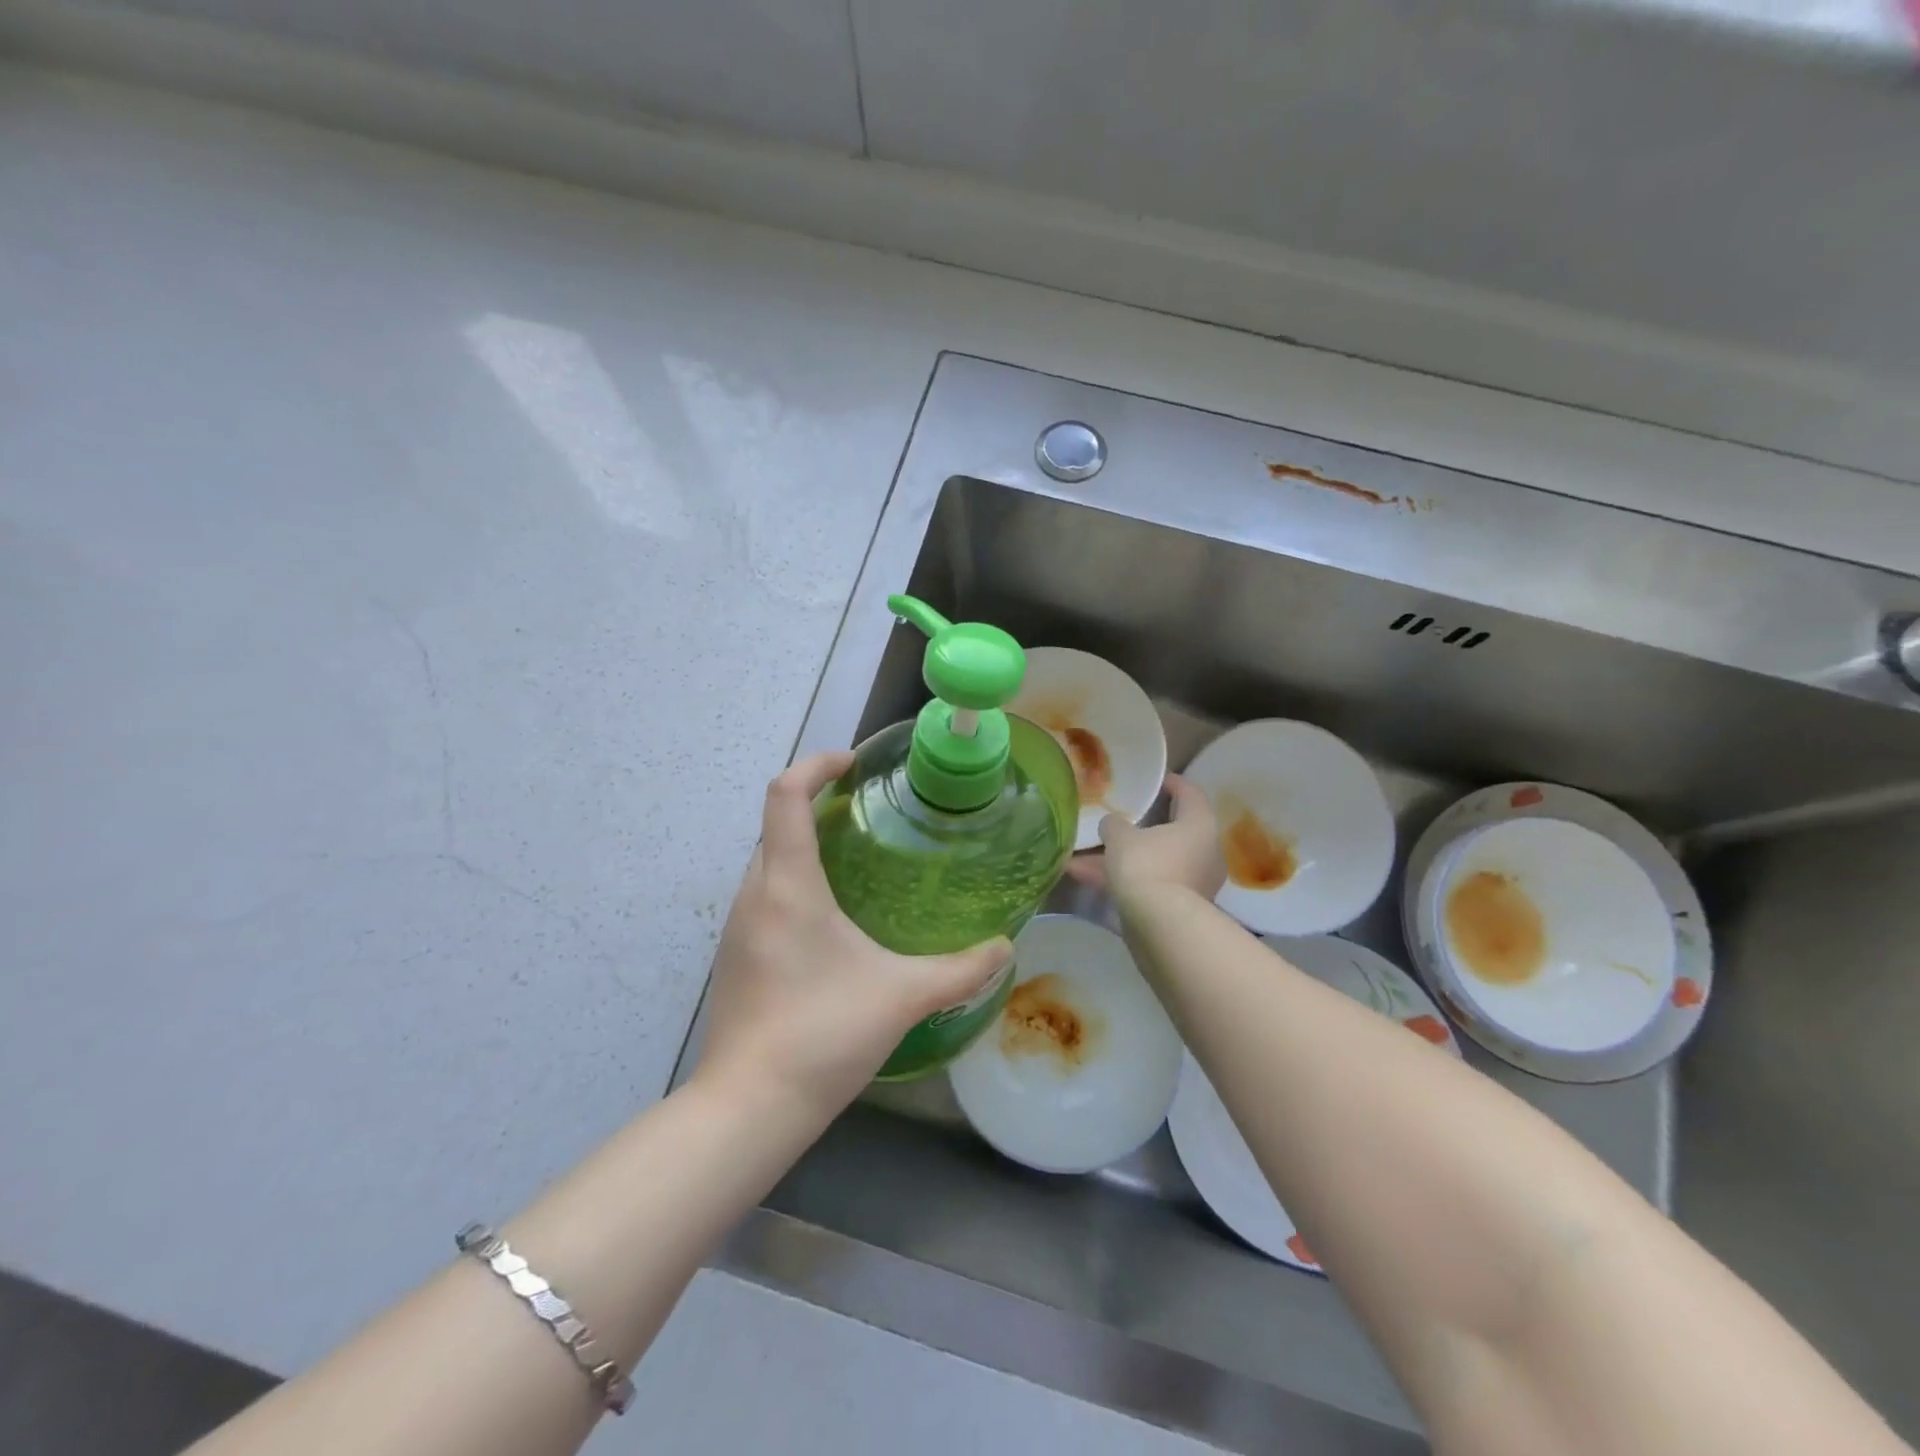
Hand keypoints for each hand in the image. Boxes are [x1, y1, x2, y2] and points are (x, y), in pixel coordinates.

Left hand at [694, 751, 1013, 1123]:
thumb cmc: (822, 1034)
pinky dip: (795, 885)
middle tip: (867, 814)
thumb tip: (1005, 948)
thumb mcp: (902, 995)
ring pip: (768, 863)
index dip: (816, 765)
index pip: (785, 795)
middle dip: (816, 805)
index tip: (853, 764)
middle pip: (776, 824)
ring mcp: (737, 929)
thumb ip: (961, 970)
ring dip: (805, 847)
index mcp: (787, 885)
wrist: (748, 1108)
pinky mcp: (736, 958)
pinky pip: (764, 897)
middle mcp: (753, 895)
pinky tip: (833, 923)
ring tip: (856, 863)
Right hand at [1065, 773, 1225, 908]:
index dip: (1171, 782)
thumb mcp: (1120, 836)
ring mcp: (1194, 882)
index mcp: (1199, 823)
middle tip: (1117, 819)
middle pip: (1171, 830)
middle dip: (1139, 827)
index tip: (1154, 780)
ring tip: (1082, 856)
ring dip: (1121, 858)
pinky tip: (1084, 880)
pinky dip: (1121, 881)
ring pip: (1153, 860)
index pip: (1189, 792)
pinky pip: (1148, 884)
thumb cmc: (1147, 866)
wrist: (1161, 927)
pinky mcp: (1179, 908)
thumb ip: (1114, 824)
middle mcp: (1204, 851)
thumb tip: (1112, 824)